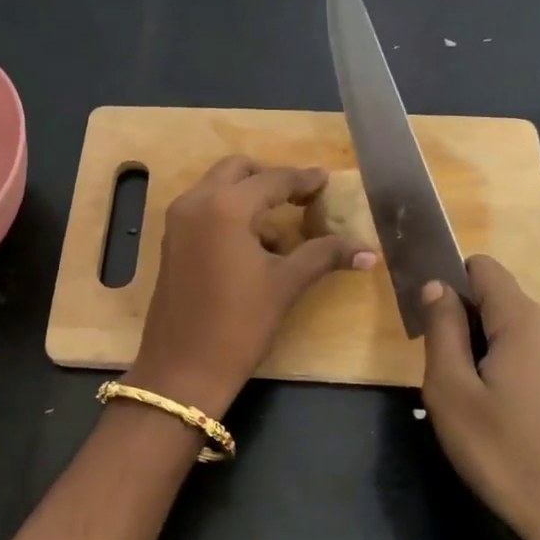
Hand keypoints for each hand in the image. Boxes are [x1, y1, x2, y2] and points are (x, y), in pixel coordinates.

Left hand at [127, 157, 375, 416]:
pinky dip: (229, 214)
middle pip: (237, 170)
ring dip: (248, 197)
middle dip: (270, 178)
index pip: (273, 180)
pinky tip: (254, 247)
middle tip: (300, 196)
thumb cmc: (238, 324)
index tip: (326, 180)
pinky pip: (204, 210)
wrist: (182, 368)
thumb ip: (324, 256)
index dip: (303, 180)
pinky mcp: (171, 241)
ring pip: (217, 189)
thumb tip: (369, 251)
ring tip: (281, 229)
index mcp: (225, 207)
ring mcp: (178, 221)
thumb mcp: (285, 285)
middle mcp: (195, 202)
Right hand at [419, 256, 539, 539]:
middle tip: (451, 384)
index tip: (434, 326)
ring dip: (493, 358)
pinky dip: (518, 378)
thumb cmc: (508, 454)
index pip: (484, 269)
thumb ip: (442, 330)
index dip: (452, 285)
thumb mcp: (452, 393)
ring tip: (480, 411)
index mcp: (526, 321)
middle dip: (470, 330)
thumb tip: (438, 286)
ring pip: (520, 338)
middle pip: (501, 306)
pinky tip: (512, 424)